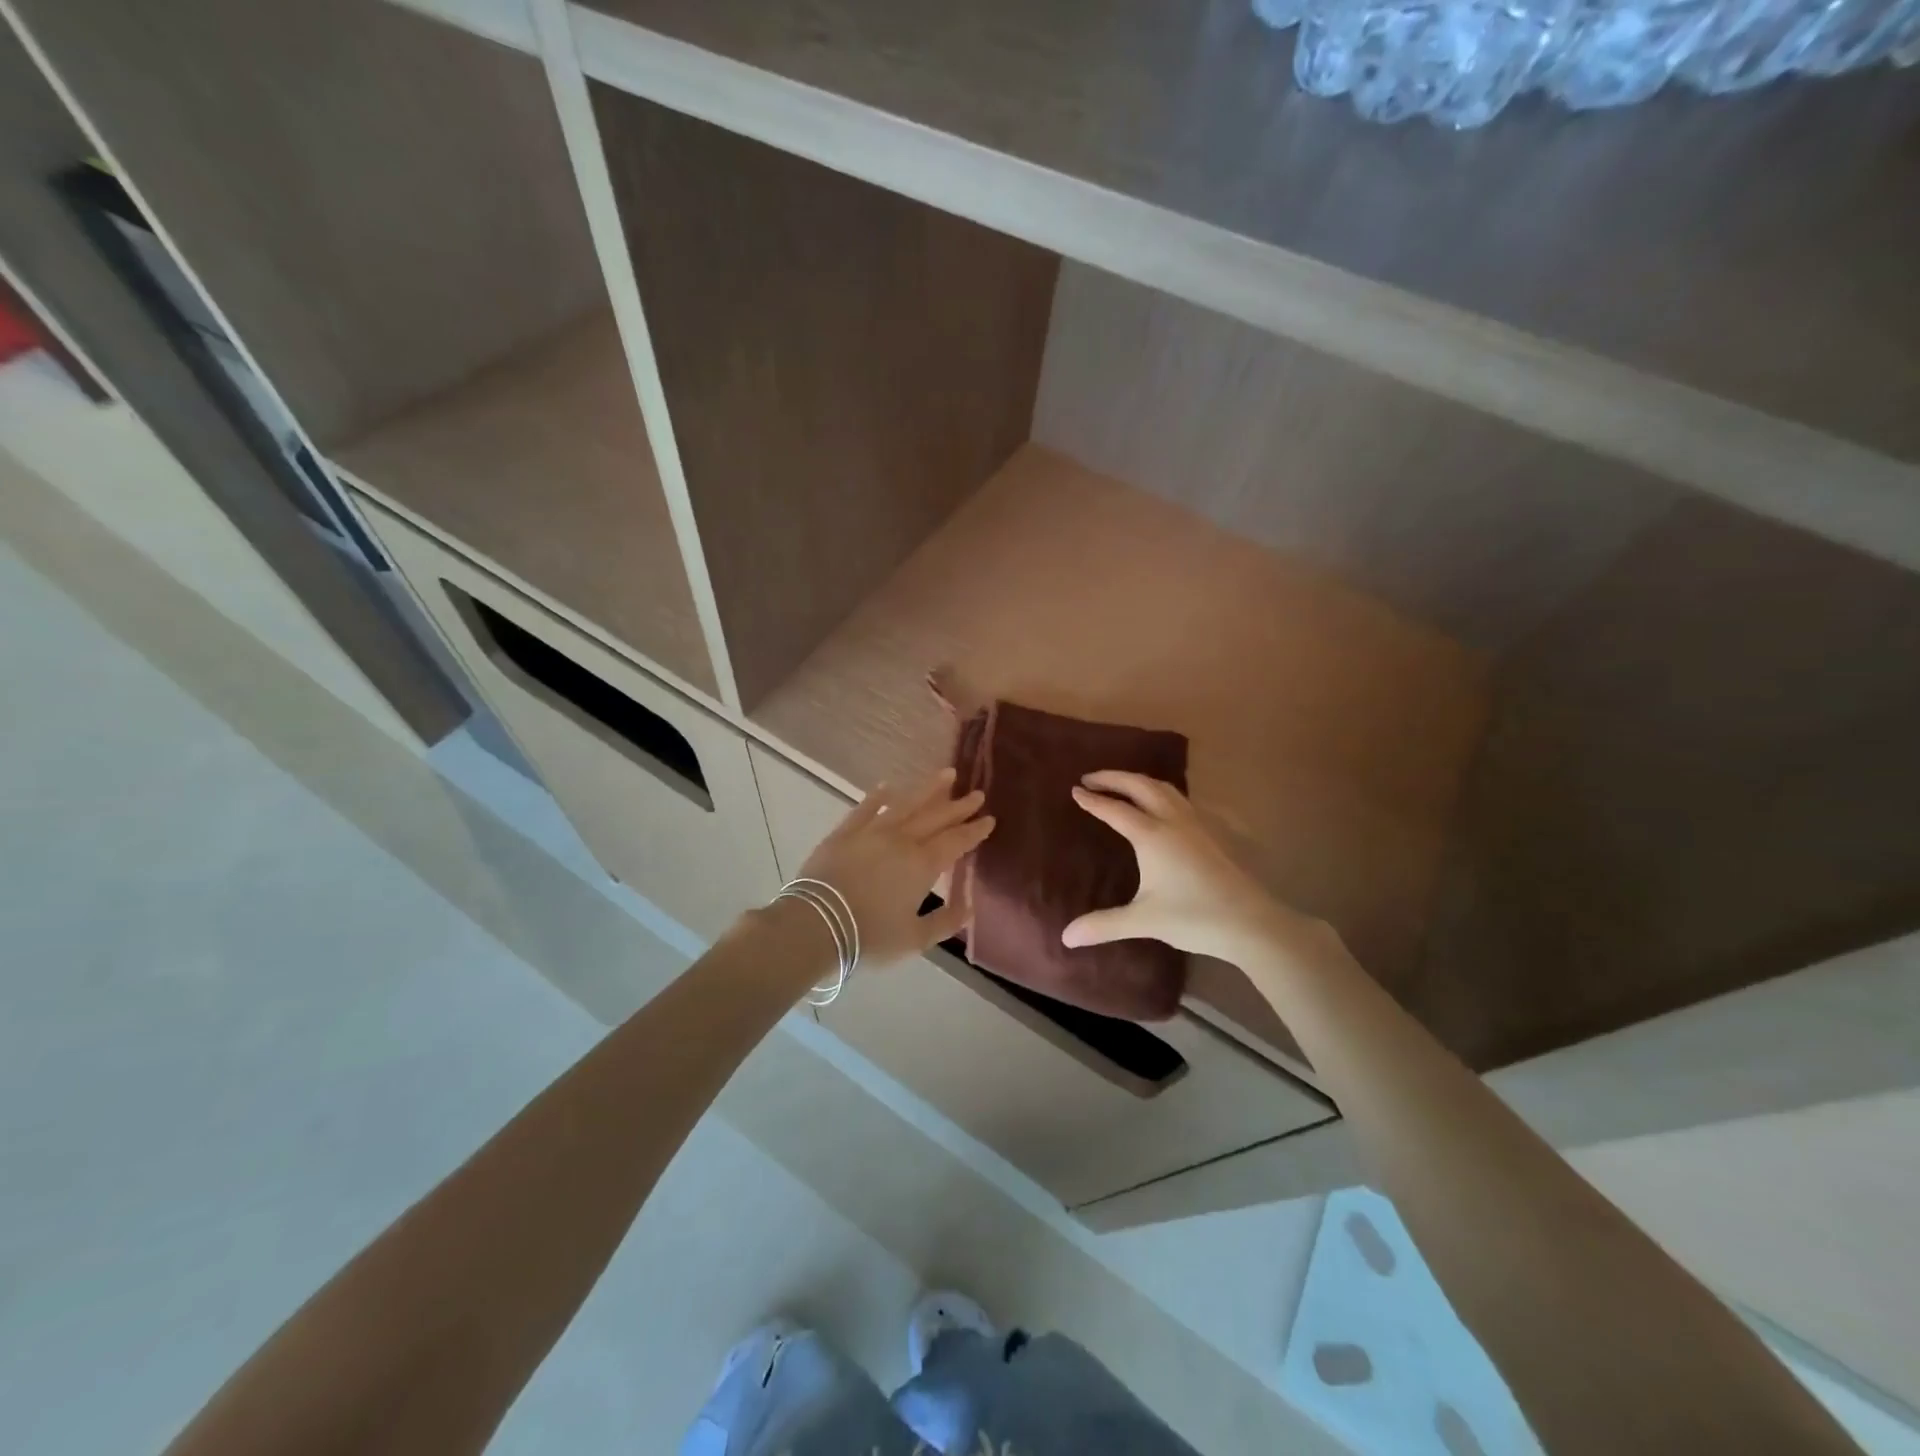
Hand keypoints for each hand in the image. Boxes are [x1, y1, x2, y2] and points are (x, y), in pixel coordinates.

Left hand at [798, 769, 993, 968]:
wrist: (816, 924)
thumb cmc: (870, 936)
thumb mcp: (914, 939)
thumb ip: (945, 922)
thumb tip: (968, 907)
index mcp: (922, 865)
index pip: (956, 842)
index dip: (974, 831)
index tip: (989, 818)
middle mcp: (902, 840)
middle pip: (936, 818)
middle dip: (959, 806)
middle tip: (977, 793)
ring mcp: (872, 832)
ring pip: (906, 804)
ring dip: (928, 789)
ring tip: (947, 774)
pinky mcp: (845, 832)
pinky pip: (865, 809)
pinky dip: (877, 797)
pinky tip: (887, 786)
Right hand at [1062, 770, 1328, 966]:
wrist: (1250, 921)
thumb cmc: (1194, 917)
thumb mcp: (1144, 920)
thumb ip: (1104, 925)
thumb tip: (1066, 937)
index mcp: (1151, 836)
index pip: (1115, 809)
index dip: (1093, 800)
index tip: (1074, 790)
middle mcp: (1172, 821)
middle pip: (1139, 786)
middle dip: (1113, 778)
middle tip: (1091, 778)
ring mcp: (1195, 824)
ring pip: (1164, 788)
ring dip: (1138, 780)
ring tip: (1122, 784)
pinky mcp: (1212, 832)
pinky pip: (1180, 799)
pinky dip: (1160, 791)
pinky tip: (1161, 805)